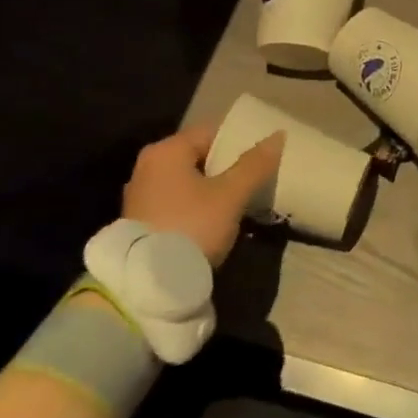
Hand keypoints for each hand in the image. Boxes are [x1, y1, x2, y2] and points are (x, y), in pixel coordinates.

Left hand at [121, 125, 284, 265]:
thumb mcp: (231, 195)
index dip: (238, 143)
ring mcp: (139, 196)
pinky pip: (175, 203)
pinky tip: (212, 224)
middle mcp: (147, 166)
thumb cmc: (192, 226)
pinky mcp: (139, 223)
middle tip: (252, 183)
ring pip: (186, 182)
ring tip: (237, 205)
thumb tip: (278, 135)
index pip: (211, 132)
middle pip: (198, 157)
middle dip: (225, 169)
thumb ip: (255, 164)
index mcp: (166, 150)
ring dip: (210, 190)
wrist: (150, 284)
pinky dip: (194, 208)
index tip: (260, 160)